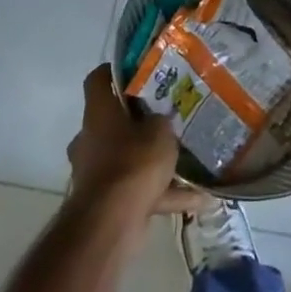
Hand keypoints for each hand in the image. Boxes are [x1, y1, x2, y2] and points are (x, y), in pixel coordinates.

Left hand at [66, 66, 200, 222]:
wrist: (111, 223)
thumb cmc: (133, 162)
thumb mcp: (160, 131)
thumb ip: (162, 121)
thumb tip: (161, 120)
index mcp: (98, 114)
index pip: (98, 80)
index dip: (114, 71)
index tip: (137, 68)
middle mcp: (91, 139)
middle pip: (113, 120)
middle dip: (138, 120)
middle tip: (167, 115)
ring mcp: (96, 172)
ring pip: (127, 158)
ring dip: (152, 160)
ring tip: (185, 158)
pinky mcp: (107, 202)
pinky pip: (139, 191)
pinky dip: (165, 194)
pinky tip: (199, 198)